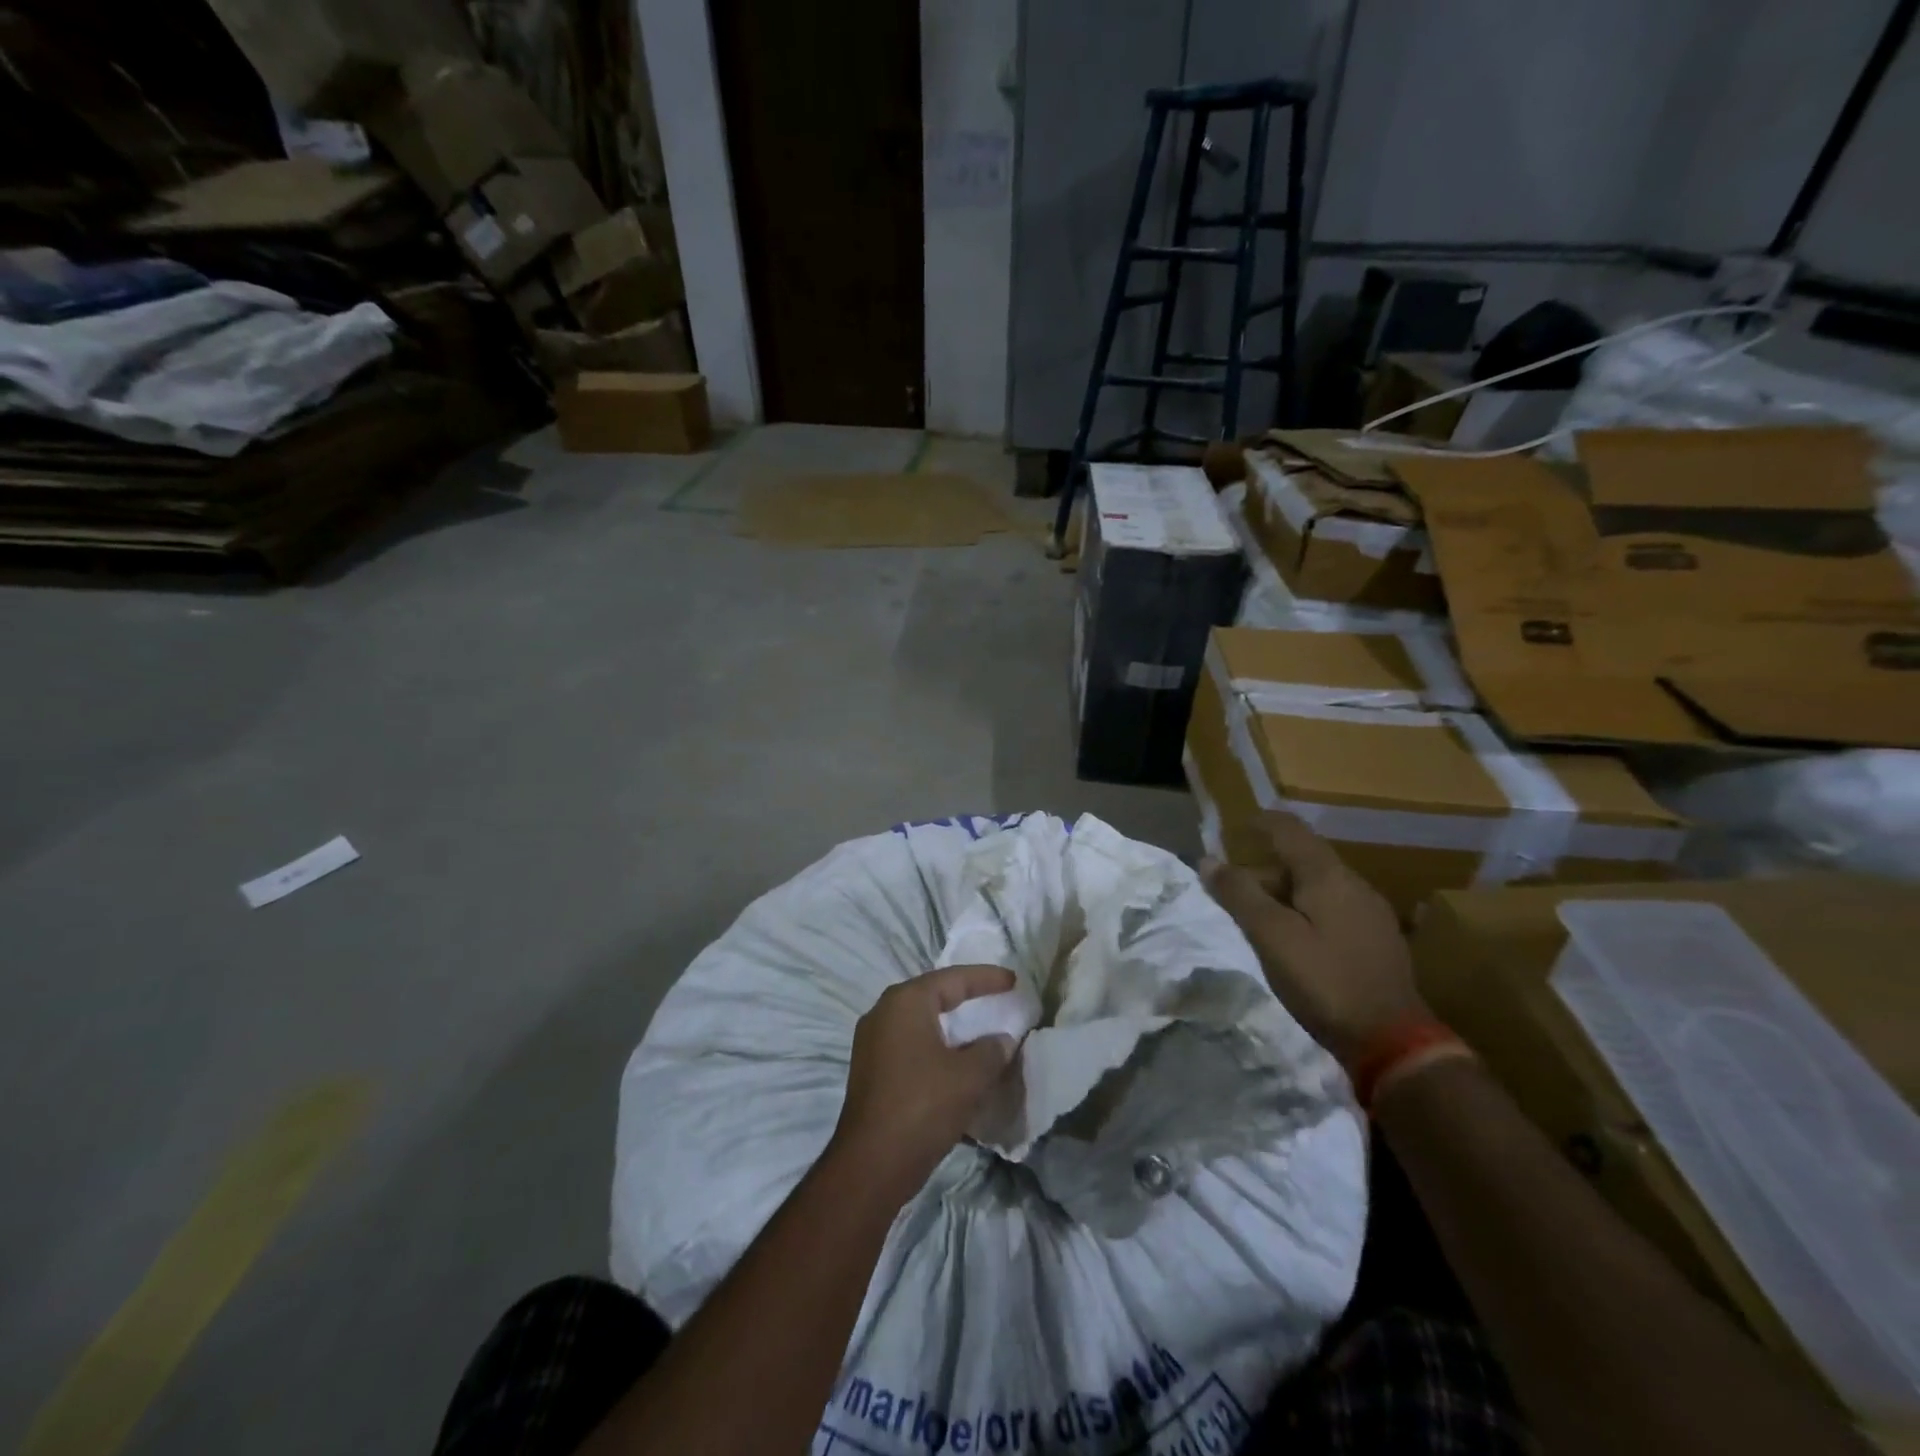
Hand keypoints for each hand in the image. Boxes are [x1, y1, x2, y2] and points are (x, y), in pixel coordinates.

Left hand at [830, 964, 1017, 1201]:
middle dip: (965, 996)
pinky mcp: (870, 1070)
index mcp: (905, 1002)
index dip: (985, 978)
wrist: (872, 1164)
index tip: (1013, 980)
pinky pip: (910, 1044)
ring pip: (920, 1022)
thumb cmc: (923, 1106)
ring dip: (949, 1025)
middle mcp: (883, 1012)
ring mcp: (872, 1042)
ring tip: (979, 1027)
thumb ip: (992, 1050)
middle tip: (996, 996)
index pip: (952, 979)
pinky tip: (954, 1060)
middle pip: (932, 995)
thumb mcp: (970, 1076)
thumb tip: (1001, 1040)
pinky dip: (935, 1045)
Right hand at [1200, 812, 1427, 1070]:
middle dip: (1264, 869)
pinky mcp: (1376, 940)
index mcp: (1328, 876)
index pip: (1290, 829)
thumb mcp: (1271, 937)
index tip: (1233, 828)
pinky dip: (1303, 911)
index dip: (1259, 822)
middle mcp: (1354, 884)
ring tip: (1255, 920)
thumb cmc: (1324, 981)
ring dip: (1283, 893)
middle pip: (1302, 859)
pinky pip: (1331, 909)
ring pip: (1317, 886)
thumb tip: (1208, 860)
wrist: (1393, 1042)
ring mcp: (1370, 912)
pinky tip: (1292, 940)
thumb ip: (1239, 895)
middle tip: (1232, 893)